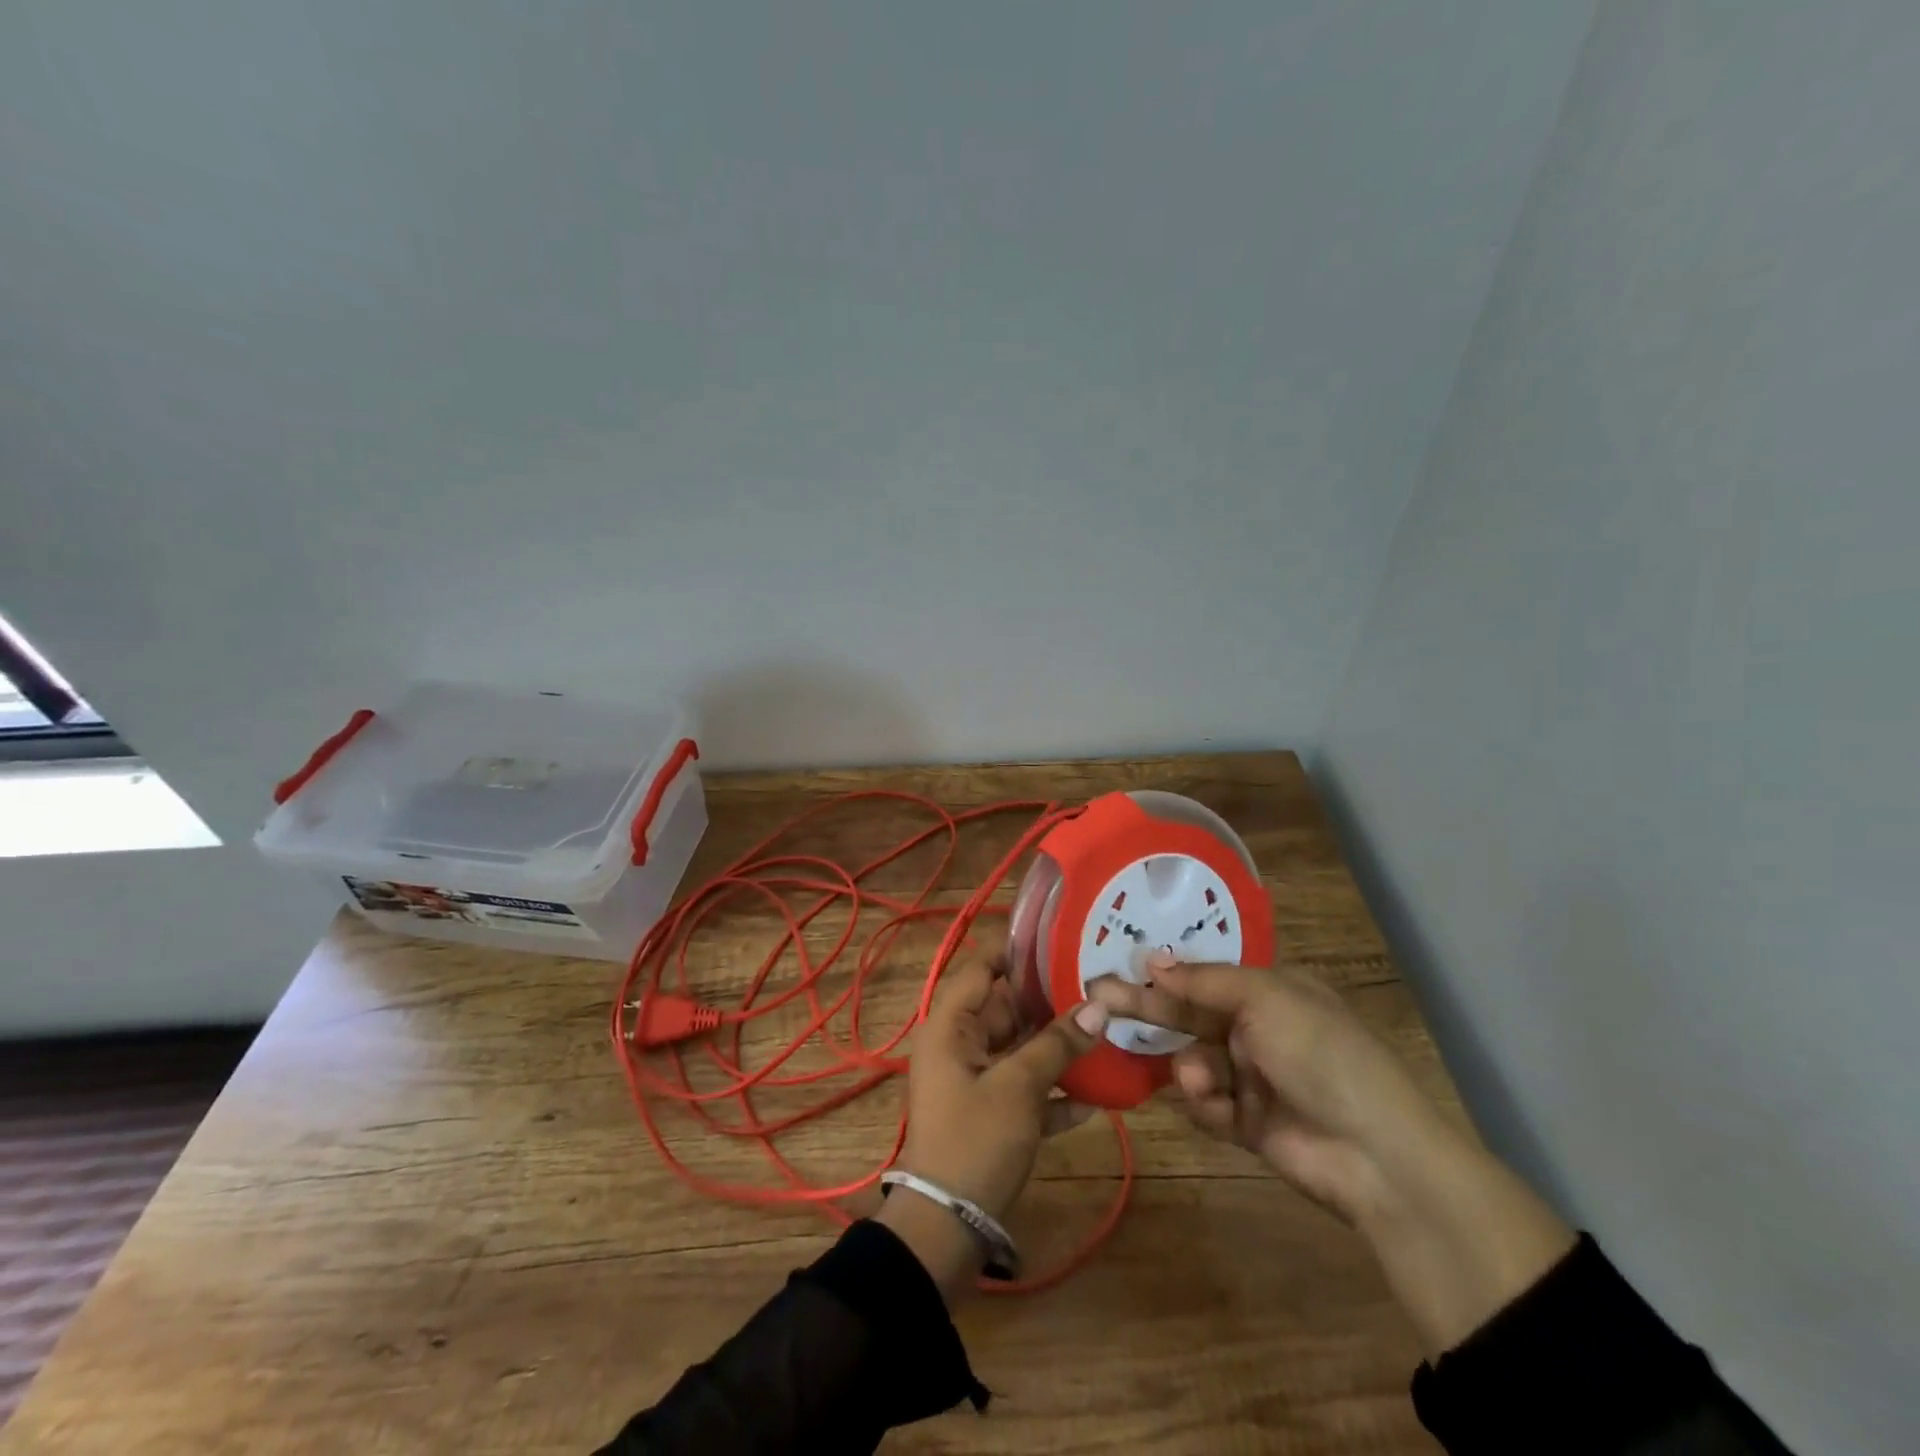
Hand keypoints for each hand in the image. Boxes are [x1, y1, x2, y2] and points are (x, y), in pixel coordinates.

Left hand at [878, 956, 1107, 1297]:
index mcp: (951, 1026)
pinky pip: (1025, 1090)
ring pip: (1021, 1050)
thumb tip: (1100, 1005)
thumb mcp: (1019, 1086)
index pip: (982, 969)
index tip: (1061, 940)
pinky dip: (1054, 1092)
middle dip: (1051, 1004)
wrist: (947, 1227)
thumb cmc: (975, 1139)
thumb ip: (1057, 1044)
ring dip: (1059, 1049)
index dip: (1017, 952)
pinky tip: (1098, 1097)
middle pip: (1008, 1010)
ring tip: (1109, 1033)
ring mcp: (975, 1081)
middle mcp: (960, 1045)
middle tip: (1101, 988)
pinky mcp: (991, 1115)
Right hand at [1090, 954, 1444, 1224]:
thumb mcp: (1264, 998)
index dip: (1163, 972)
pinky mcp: (1246, 1121)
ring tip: (1203, 1081)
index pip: (1203, 975)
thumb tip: (1154, 958)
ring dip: (1192, 1069)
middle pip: (1188, 1014)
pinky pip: (1207, 1102)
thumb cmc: (1321, 1053)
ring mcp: (1252, 1076)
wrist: (1375, 1154)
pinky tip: (1221, 1108)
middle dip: (1148, 1009)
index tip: (1119, 966)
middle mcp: (1257, 1027)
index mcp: (1269, 990)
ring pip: (1192, 1060)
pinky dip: (1208, 1104)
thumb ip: (1204, 980)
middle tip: (1097, 999)